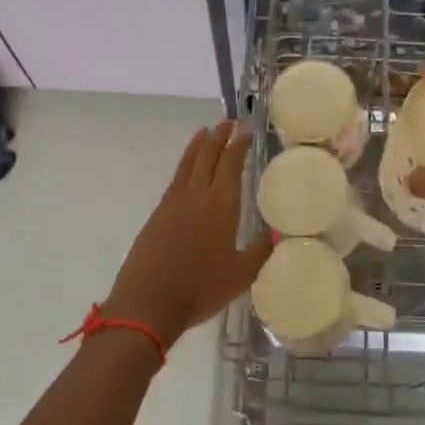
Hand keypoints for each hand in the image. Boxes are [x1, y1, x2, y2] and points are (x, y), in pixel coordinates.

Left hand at [103, 122, 272, 345]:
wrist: (148, 303)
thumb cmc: (200, 289)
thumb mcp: (241, 275)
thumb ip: (260, 250)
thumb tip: (277, 233)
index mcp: (222, 205)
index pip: (232, 164)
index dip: (239, 144)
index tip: (246, 128)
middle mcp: (197, 196)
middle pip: (208, 156)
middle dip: (219, 136)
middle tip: (229, 121)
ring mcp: (173, 203)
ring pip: (188, 164)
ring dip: (198, 146)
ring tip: (205, 131)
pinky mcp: (157, 215)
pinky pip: (175, 180)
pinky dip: (184, 165)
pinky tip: (187, 169)